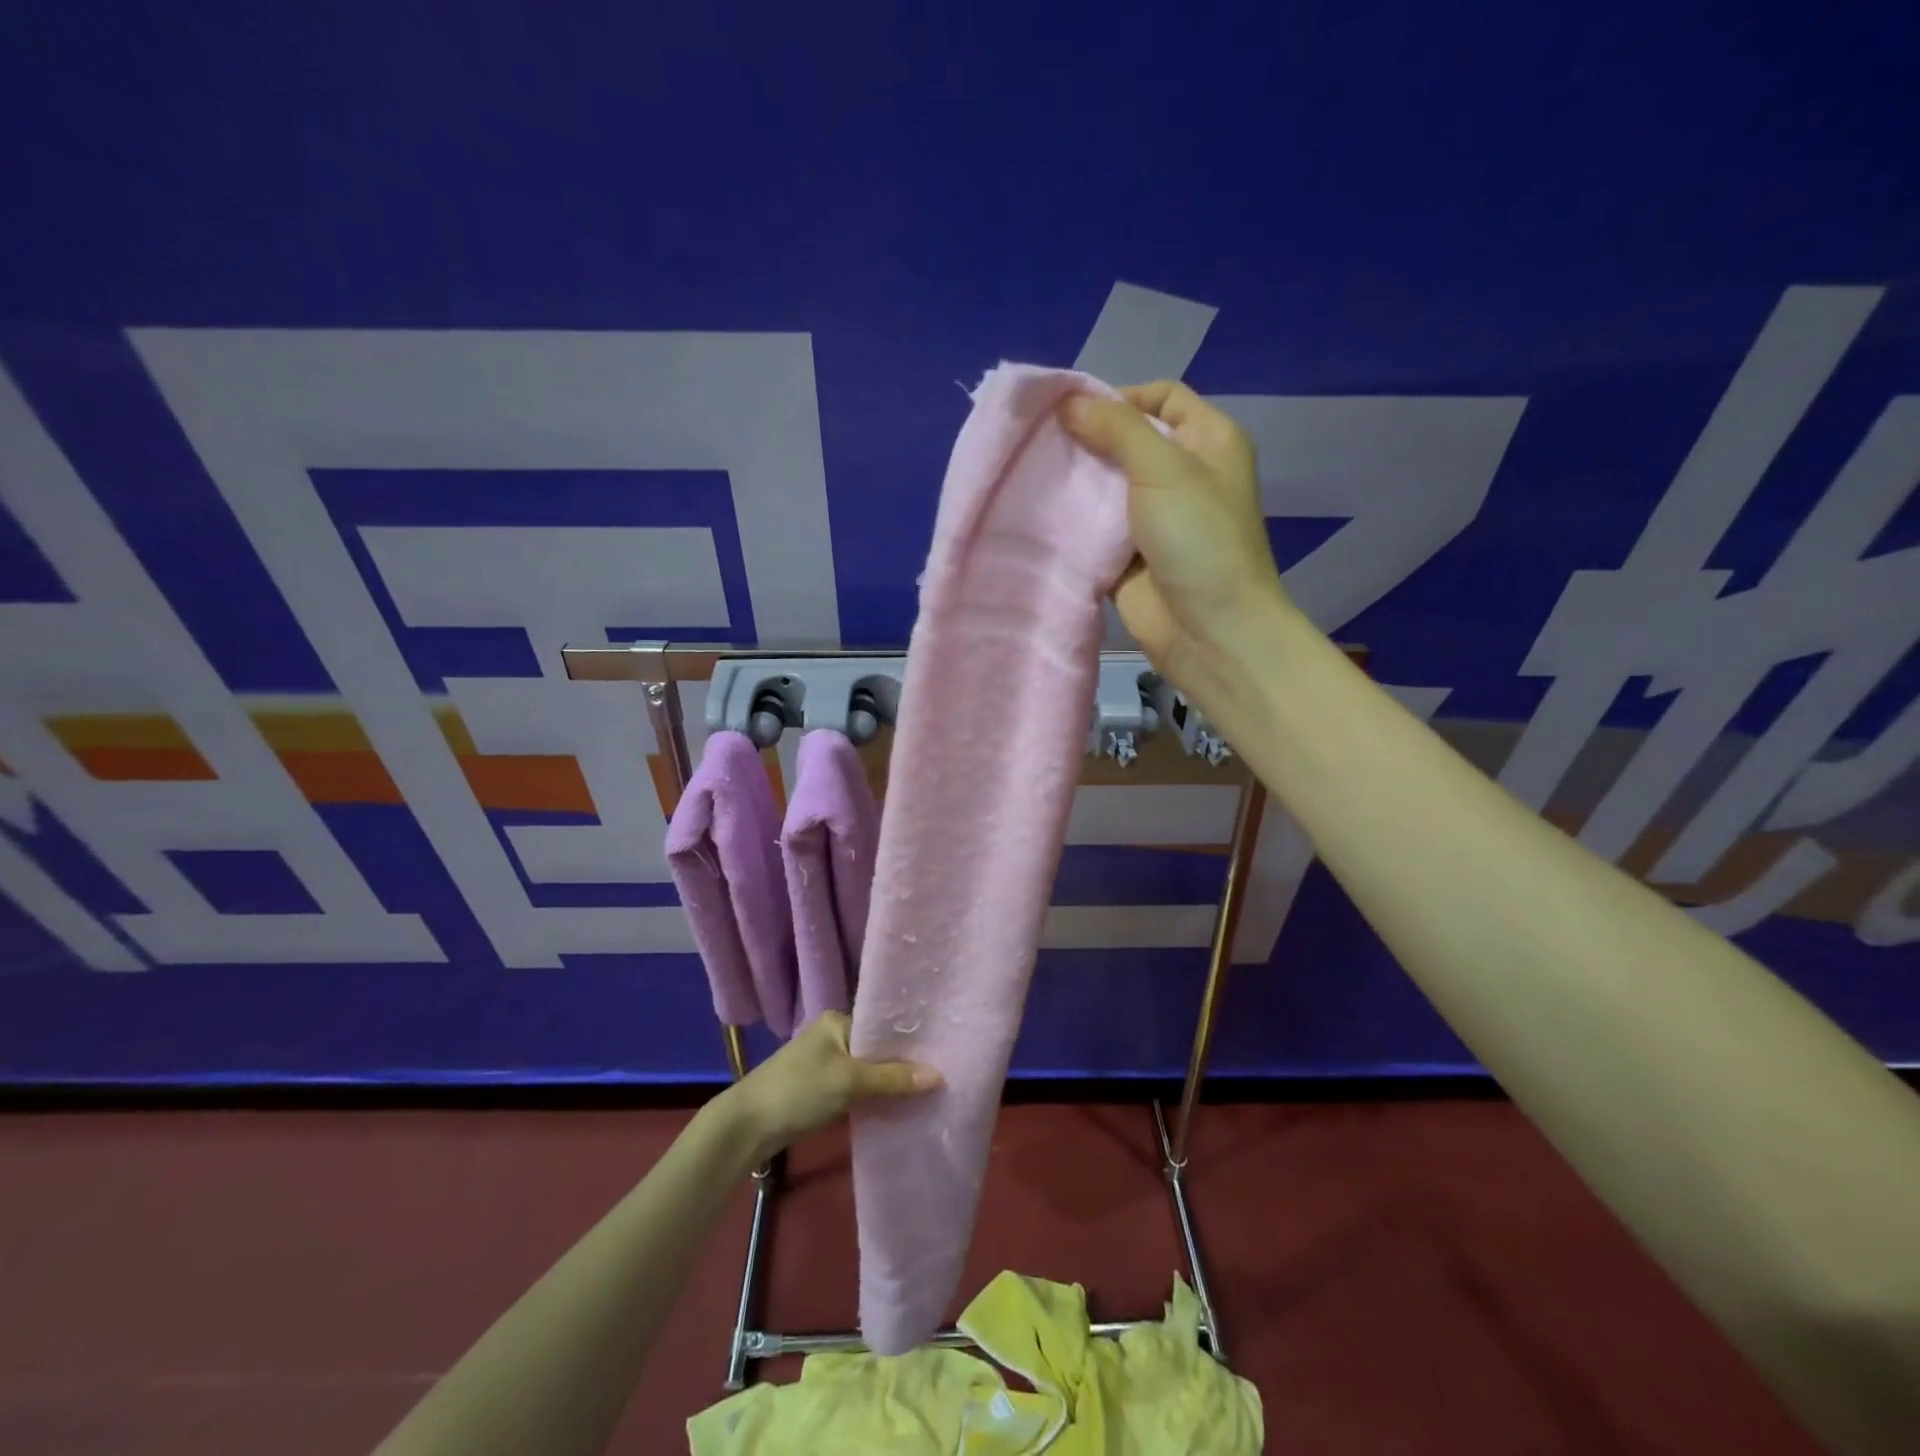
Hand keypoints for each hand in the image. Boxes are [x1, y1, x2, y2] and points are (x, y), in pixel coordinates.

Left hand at [721, 1011, 940, 1162]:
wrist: (747, 1127)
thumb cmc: (798, 1091)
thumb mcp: (849, 1082)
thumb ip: (893, 1078)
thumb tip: (939, 1076)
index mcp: (837, 1020)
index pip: (882, 1024)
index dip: (909, 1039)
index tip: (941, 1051)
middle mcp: (832, 1035)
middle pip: (876, 1049)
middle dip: (902, 1064)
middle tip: (939, 1076)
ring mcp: (825, 1063)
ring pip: (866, 1071)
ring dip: (887, 1083)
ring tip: (924, 1092)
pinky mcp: (819, 1090)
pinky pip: (856, 1088)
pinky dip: (872, 1097)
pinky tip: (895, 1107)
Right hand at [1062, 381, 1290, 687]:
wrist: (1210, 631)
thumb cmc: (1199, 539)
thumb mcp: (1163, 469)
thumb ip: (1117, 428)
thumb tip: (1069, 402)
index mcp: (1208, 442)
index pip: (1162, 398)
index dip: (1120, 396)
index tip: (1072, 412)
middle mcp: (1182, 475)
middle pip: (1127, 442)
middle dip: (1086, 440)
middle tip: (1039, 442)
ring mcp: (1153, 519)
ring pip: (1105, 487)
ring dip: (1073, 482)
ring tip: (1031, 474)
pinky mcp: (1128, 557)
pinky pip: (1094, 529)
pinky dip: (1071, 523)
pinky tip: (1037, 514)